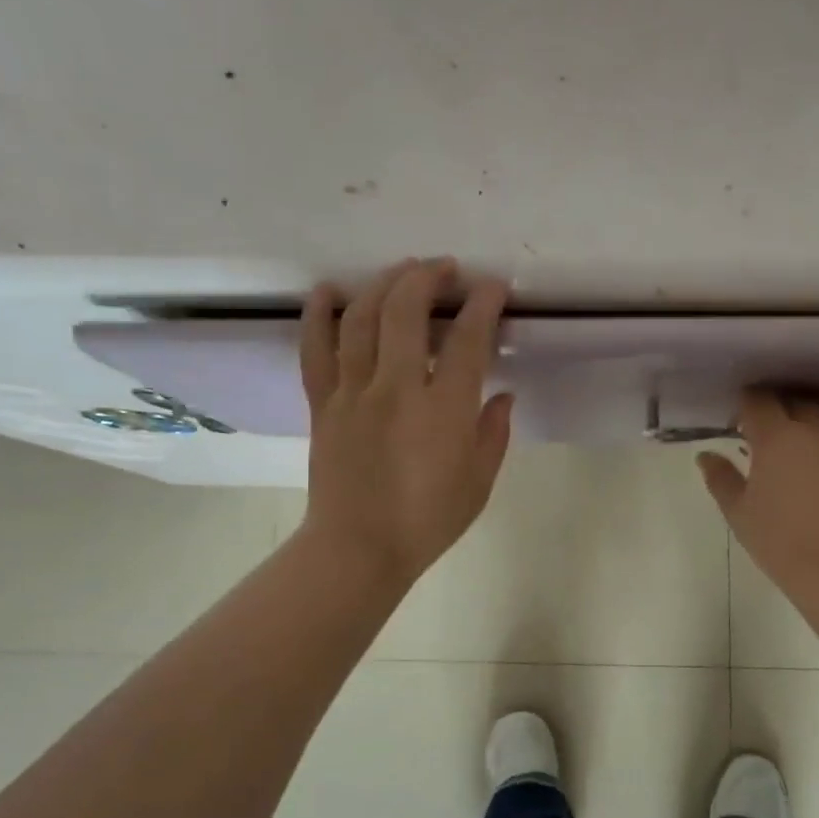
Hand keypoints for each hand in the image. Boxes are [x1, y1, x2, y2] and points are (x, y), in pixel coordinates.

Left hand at [299, 259, 513, 587]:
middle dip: (428, 277)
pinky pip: (316, 349)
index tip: (493, 288)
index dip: (482, 304)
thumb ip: (494, 432)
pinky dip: (319, 314)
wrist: (359, 549)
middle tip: (445, 269)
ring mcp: (353, 392)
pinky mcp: (323, 403)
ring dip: (383, 284)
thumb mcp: (480, 481)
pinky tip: (328, 291)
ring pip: (361, 318)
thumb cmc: (428, 520)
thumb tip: (502, 395)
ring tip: (402, 271)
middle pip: (405, 310)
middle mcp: (396, 388)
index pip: (466, 339)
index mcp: (443, 409)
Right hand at [697, 389, 818, 596]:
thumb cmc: (780, 543)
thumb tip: (706, 456)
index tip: (741, 425)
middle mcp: (816, 427)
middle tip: (771, 434)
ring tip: (812, 432)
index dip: (746, 406)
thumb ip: (721, 478)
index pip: (757, 399)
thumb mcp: (738, 513)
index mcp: (776, 437)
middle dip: (780, 406)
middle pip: (796, 397)